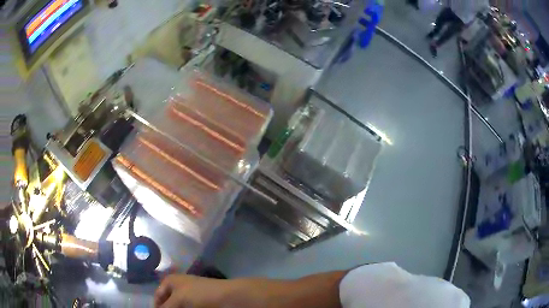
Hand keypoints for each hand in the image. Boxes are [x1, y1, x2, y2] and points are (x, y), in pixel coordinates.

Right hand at [154, 274, 229, 307]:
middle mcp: (179, 286)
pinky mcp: (200, 303)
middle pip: (169, 302)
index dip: (157, 306)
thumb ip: (166, 307)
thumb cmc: (199, 294)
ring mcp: (191, 295)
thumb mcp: (178, 300)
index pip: (158, 296)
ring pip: (180, 306)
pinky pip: (189, 307)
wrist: (228, 296)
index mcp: (170, 281)